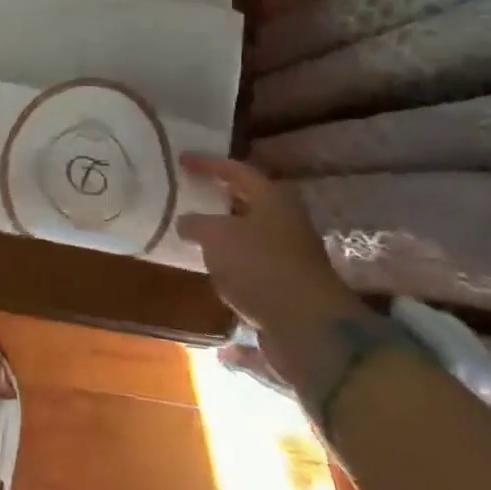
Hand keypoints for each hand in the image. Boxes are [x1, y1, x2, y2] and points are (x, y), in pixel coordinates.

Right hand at [175, 155, 377, 388]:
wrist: (308, 328)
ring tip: (195, 239)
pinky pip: (253, 276)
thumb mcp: (217, 237)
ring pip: (251, 240)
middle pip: (249, 204)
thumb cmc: (260, 266)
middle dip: (220, 201)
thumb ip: (196, 224)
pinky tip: (212, 283)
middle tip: (191, 196)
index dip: (207, 163)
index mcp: (273, 199)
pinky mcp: (287, 291)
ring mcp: (290, 259)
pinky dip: (233, 278)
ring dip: (225, 240)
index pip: (236, 170)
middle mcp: (286, 224)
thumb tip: (185, 222)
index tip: (181, 160)